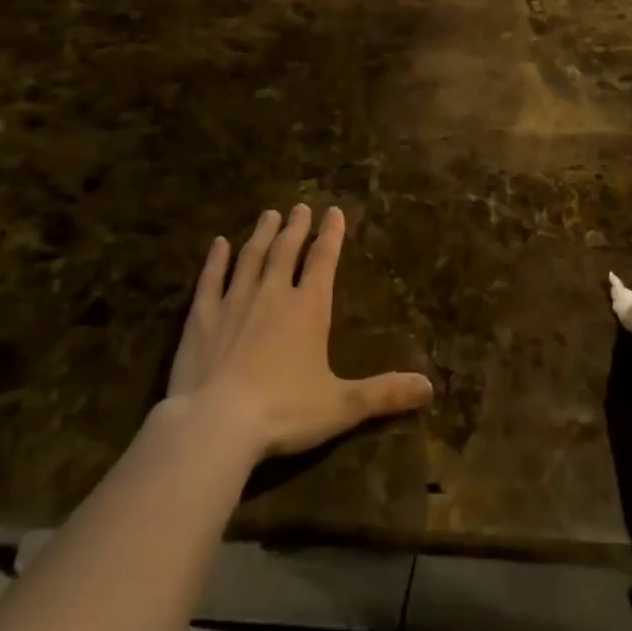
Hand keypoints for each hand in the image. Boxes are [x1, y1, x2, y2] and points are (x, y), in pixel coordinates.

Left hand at [166, 205, 433, 462]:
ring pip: (251, 257)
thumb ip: (384, 394)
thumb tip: (430, 387)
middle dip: (296, 227)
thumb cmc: (284, 411)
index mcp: (308, 308)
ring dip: (261, 234)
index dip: (331, 235)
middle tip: (300, 207)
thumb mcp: (341, 406)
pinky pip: (210, 279)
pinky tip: (218, 244)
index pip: (323, 260)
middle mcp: (272, 294)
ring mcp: (234, 301)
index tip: (334, 211)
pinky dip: (215, 259)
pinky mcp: (201, 316)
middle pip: (287, 250)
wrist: (215, 423)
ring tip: (268, 215)